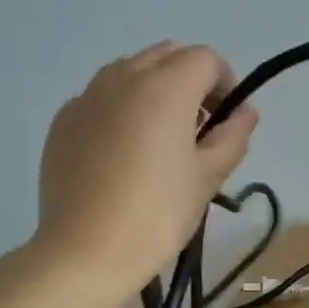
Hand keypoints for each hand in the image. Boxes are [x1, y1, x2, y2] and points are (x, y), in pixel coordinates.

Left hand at [34, 42, 257, 294]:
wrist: (86, 252)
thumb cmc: (159, 214)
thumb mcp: (208, 177)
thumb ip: (233, 136)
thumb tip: (245, 111)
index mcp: (165, 87)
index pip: (206, 59)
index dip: (226, 83)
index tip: (228, 120)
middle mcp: (123, 78)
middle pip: (167, 55)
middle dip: (191, 81)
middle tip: (198, 129)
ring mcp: (87, 97)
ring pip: (131, 72)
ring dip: (155, 90)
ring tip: (160, 140)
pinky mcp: (63, 121)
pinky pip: (101, 98)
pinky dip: (122, 109)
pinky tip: (123, 154)